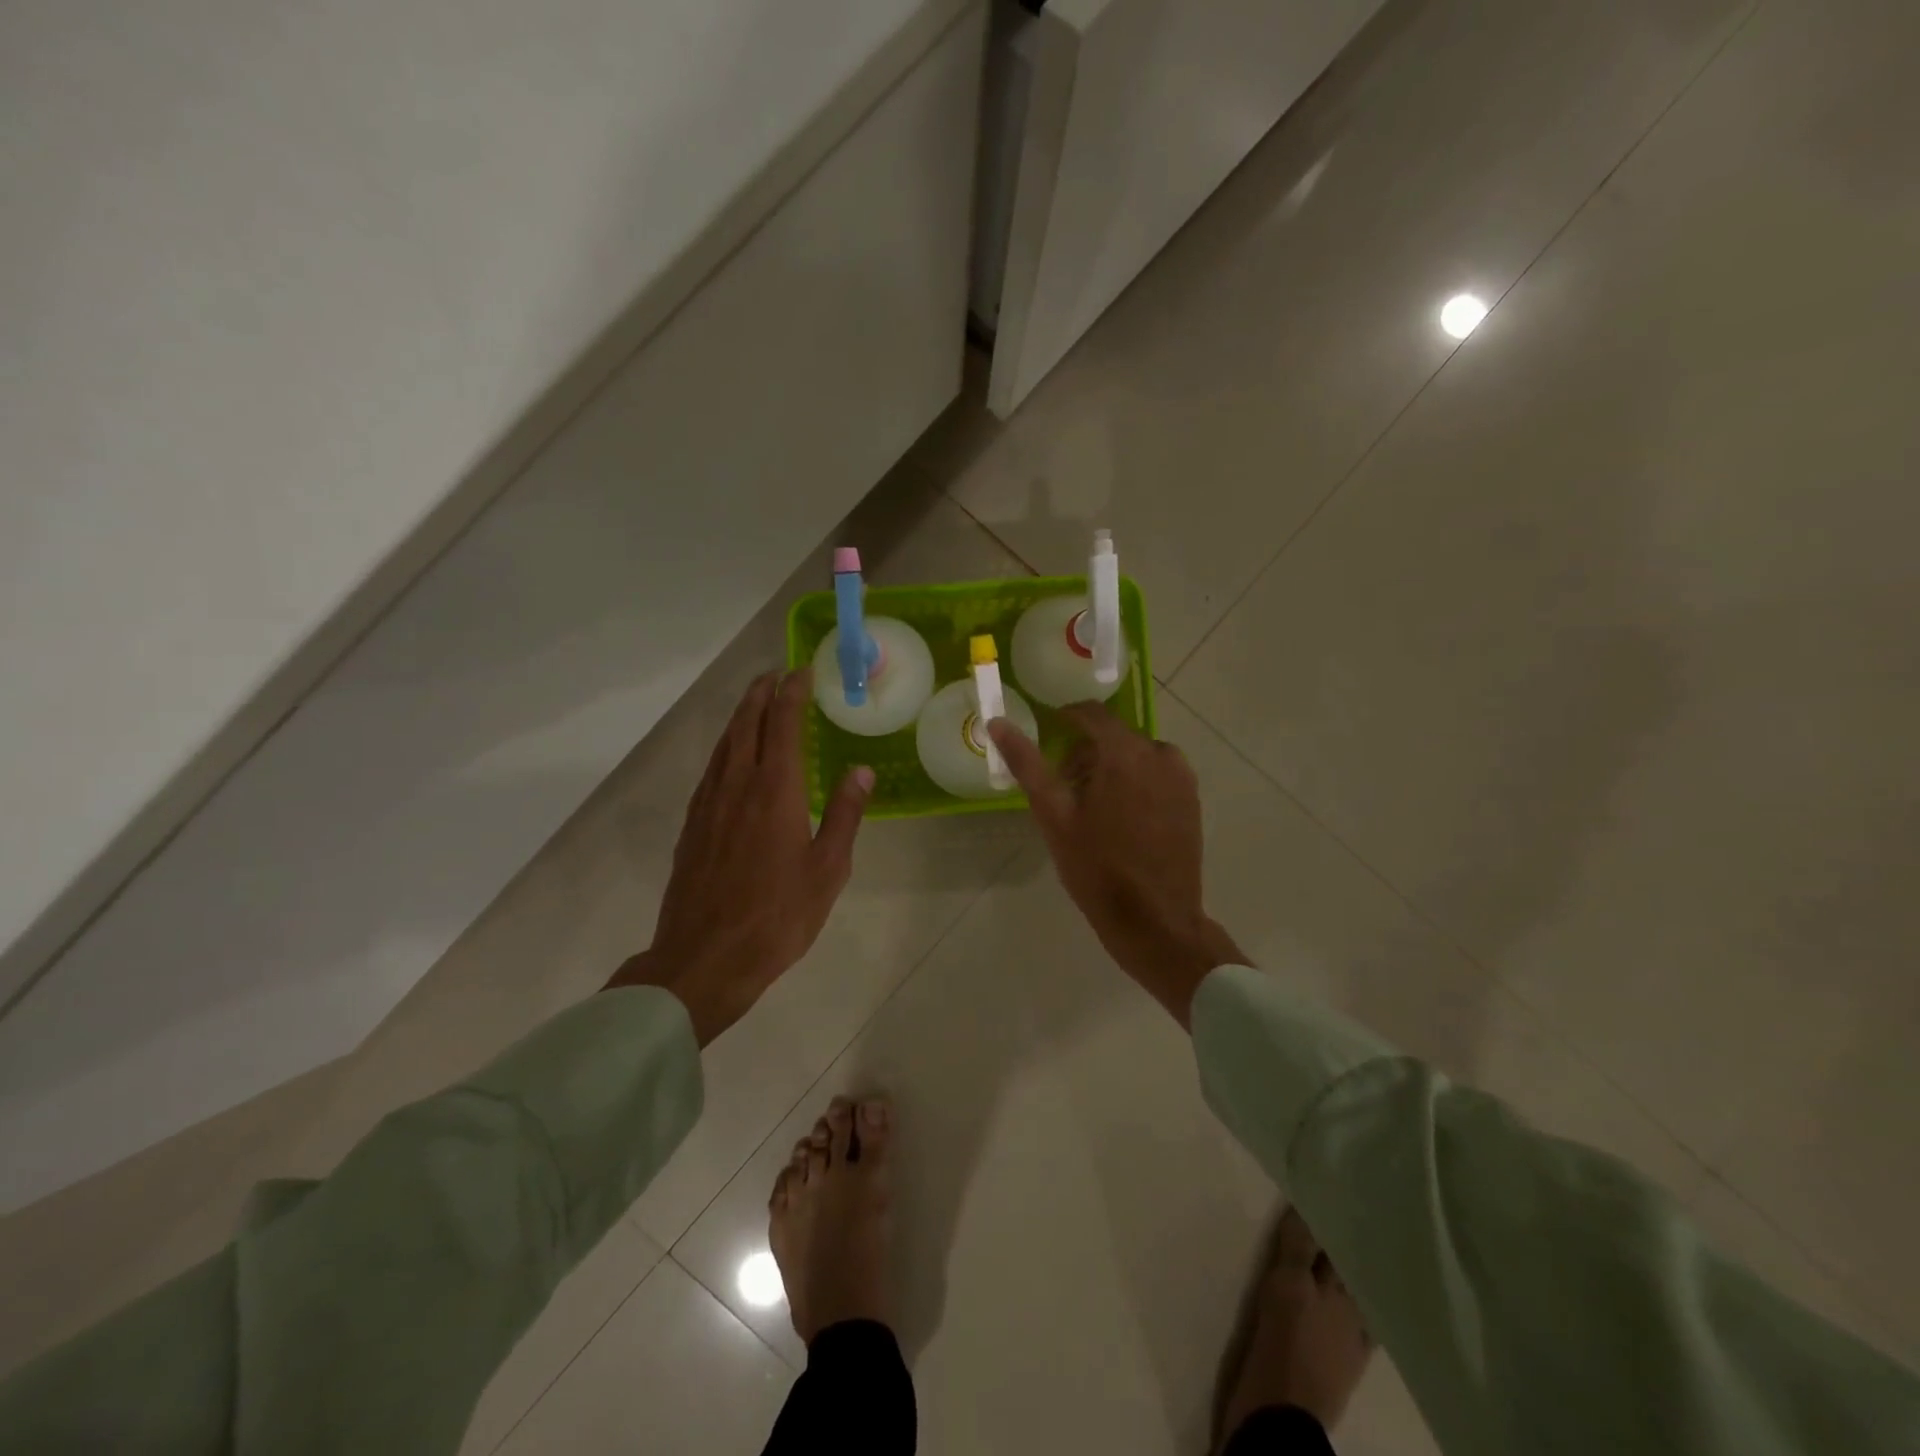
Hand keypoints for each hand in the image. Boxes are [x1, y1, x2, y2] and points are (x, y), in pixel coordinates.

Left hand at [607, 669, 872, 1045]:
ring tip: (754, 702)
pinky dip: (725, 747)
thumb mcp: (828, 869)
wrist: (704, 958)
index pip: (783, 725)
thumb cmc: (778, 917)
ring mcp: (709, 805)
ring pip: (724, 745)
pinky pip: (710, 769)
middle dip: (761, 694)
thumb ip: (844, 815)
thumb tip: (861, 770)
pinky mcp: (692, 826)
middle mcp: (737, 786)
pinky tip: (730, 756)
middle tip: (775, 674)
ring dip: (740, 716)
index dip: (792, 694)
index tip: (802, 672)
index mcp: (775, 792)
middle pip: (747, 725)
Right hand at [989, 704, 1245, 1025]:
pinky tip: (1120, 819)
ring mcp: (1181, 778)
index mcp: (1124, 752)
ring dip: (1111, 767)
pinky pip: (1156, 774)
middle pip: (1114, 736)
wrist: (1155, 920)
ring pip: (1136, 755)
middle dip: (1086, 752)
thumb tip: (997, 722)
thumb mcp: (1053, 814)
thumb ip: (1027, 763)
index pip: (1091, 714)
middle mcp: (1160, 754)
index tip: (1047, 735)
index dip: (1065, 719)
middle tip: (1063, 786)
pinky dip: (1134, 782)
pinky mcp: (1191, 800)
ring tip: (1090, 807)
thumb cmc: (1097, 868)